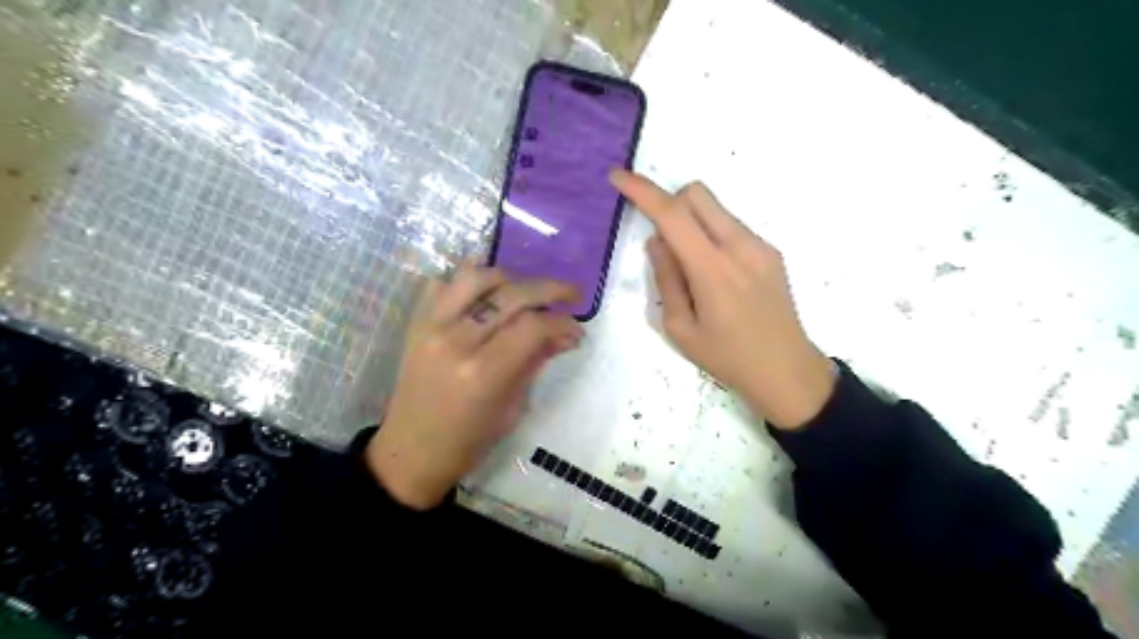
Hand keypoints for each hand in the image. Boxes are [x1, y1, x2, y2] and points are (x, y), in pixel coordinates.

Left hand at [370, 265, 580, 509]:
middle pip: (511, 294)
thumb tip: (568, 334)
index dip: (562, 322)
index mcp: (483, 373)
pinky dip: (469, 285)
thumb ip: (537, 362)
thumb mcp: (512, 408)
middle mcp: (456, 341)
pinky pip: (443, 284)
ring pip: (476, 276)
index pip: (533, 327)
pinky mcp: (416, 322)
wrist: (410, 451)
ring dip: (508, 280)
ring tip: (523, 296)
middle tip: (571, 296)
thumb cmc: (468, 441)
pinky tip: (485, 300)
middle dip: (550, 289)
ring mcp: (431, 326)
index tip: (577, 330)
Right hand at [614, 166, 833, 429]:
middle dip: (670, 203)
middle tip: (664, 242)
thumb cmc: (727, 358)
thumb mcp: (680, 329)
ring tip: (693, 269)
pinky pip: (731, 226)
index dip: (642, 191)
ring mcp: (760, 246)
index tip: (619, 176)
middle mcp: (739, 246)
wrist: (787, 371)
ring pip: (715, 207)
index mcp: (712, 270)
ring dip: (692, 221)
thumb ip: (666, 279)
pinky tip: (717, 275)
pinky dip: (711, 234)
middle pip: (696, 193)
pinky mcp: (771, 251)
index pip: (672, 214)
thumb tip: (657, 241)